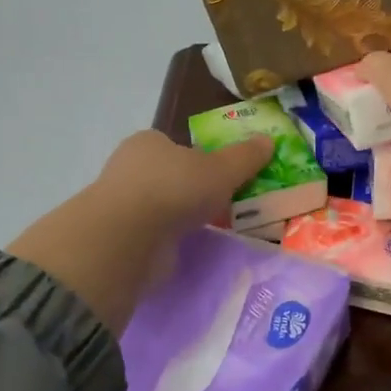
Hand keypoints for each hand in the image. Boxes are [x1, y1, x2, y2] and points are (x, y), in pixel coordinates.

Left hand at [8, 130, 272, 334]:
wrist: (130, 238)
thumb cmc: (175, 189)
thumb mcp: (221, 170)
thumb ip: (244, 158)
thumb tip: (268, 141)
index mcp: (148, 142)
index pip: (175, 146)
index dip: (199, 159)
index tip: (221, 177)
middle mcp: (130, 169)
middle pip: (168, 177)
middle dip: (191, 191)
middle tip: (222, 205)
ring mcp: (123, 206)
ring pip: (160, 208)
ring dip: (180, 219)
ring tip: (212, 230)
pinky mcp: (122, 240)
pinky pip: (153, 237)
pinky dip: (169, 242)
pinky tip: (188, 249)